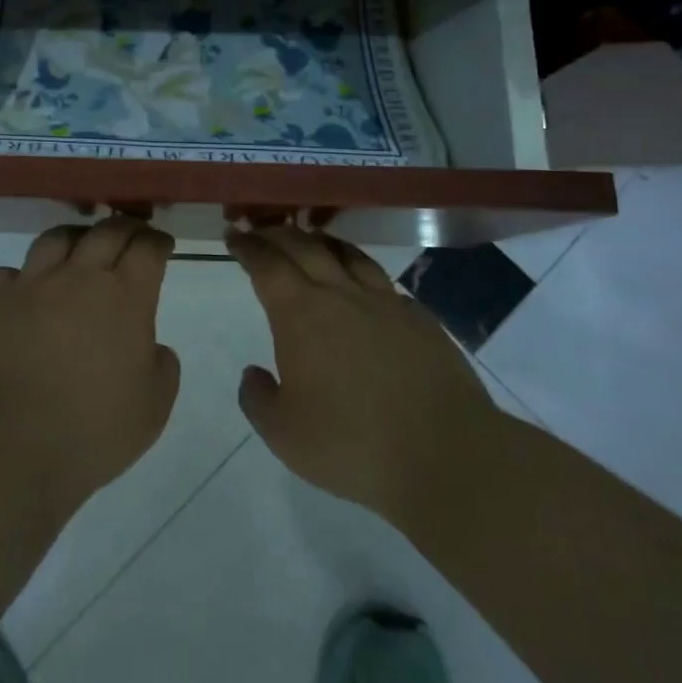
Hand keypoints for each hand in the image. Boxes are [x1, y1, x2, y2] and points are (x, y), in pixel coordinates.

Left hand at [0, 217, 181, 520]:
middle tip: (130, 237)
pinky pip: (7, 272)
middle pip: (106, 232)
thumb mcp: (153, 409)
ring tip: (79, 249)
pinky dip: (21, 276)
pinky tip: (25, 290)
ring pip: (56, 239)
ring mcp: (30, 285)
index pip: (147, 249)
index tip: (162, 247)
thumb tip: (152, 348)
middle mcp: (78, 277)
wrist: (8, 445)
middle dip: (124, 228)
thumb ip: (162, 368)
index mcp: (125, 297)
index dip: (157, 242)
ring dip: (75, 238)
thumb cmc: (91, 431)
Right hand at [229, 225, 498, 526]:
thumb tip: (253, 373)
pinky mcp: (420, 318)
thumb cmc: (352, 445)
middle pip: (304, 247)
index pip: (266, 265)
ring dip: (321, 241)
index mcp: (300, 314)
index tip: (235, 234)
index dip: (248, 246)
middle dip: (277, 234)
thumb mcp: (284, 435)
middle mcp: (340, 294)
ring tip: (310, 238)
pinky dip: (363, 272)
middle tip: (262, 228)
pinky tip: (364, 284)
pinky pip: (384, 282)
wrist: (446, 454)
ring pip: (348, 254)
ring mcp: (385, 302)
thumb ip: (258, 400)